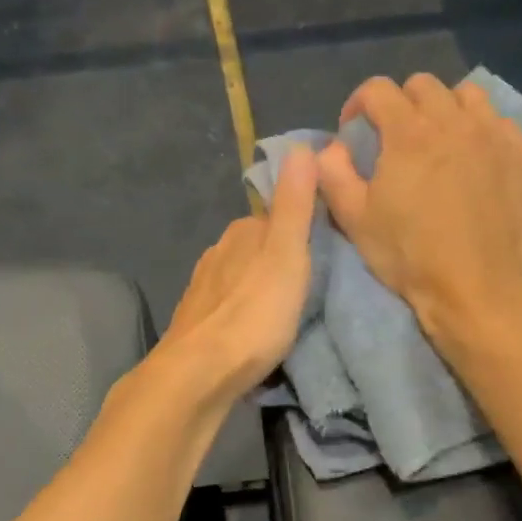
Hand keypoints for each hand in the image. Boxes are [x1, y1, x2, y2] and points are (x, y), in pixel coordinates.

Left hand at [152, 146, 319, 406]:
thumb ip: (294, 205)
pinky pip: (229, 308)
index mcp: (241, 233)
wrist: (199, 374)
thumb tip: (302, 146)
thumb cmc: (253, 314)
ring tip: (287, 312)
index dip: (300, 230)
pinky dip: (244, 314)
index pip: (275, 218)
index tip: (324, 250)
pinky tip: (255, 332)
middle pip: (256, 248)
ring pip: (241, 279)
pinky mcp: (196, 324)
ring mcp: (202, 290)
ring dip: (260, 289)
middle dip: (279, 261)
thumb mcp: (287, 255)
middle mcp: (217, 254)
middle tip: (312, 286)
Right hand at [317, 74, 521, 338]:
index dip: (358, 103)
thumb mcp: (355, 219)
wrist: (478, 288)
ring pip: (467, 96)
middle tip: (395, 138)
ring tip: (440, 141)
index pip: (377, 89)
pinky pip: (501, 122)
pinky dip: (482, 130)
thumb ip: (333, 174)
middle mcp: (454, 121)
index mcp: (408, 132)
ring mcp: (494, 135)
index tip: (354, 130)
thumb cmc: (410, 255)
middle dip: (402, 103)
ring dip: (446, 109)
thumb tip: (330, 148)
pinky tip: (476, 159)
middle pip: (423, 85)